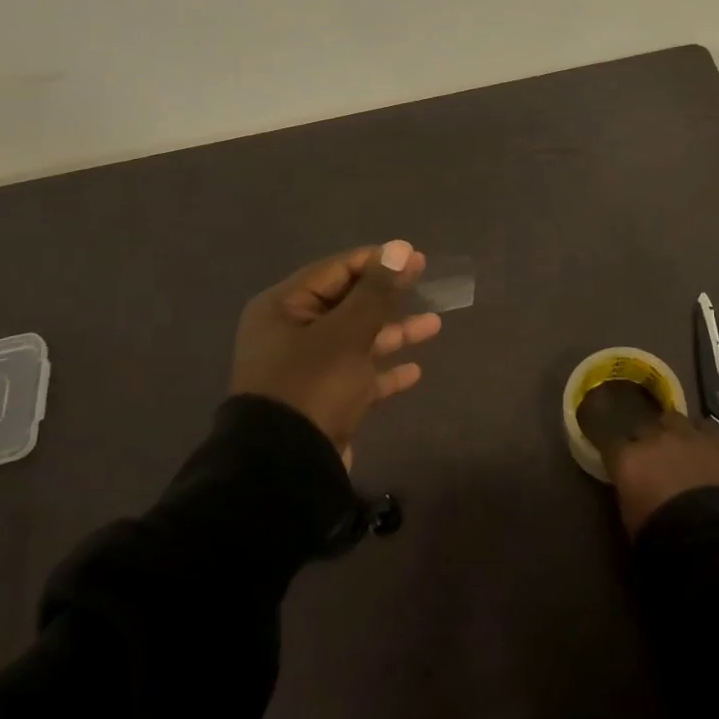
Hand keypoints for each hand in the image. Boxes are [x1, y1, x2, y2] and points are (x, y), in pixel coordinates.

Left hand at [229, 241, 440, 466]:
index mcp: (284, 308)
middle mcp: (291, 333)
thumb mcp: (347, 333)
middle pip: (347, 303)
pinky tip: (414, 371)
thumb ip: (376, 291)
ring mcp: (306, 369)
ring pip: (356, 340)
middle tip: (427, 284)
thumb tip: (401, 248)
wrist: (284, 470)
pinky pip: (357, 375)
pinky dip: (383, 371)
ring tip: (435, 325)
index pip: (336, 270)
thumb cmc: (313, 386)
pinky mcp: (321, 400)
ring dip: (393, 333)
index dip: (378, 261)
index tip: (417, 259)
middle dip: (388, 296)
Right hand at [597, 411, 718, 538]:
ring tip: (678, 448)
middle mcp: (654, 438)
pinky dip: (701, 436)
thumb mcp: (632, 519)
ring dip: (672, 432)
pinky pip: (704, 427)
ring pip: (672, 419)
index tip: (620, 464)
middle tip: (651, 460)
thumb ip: (629, 493)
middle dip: (645, 441)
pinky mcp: (717, 439)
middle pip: (642, 428)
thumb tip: (633, 487)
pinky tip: (705, 449)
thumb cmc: (664, 538)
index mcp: (628, 459)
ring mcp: (686, 435)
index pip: (611, 444)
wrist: (715, 538)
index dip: (616, 454)